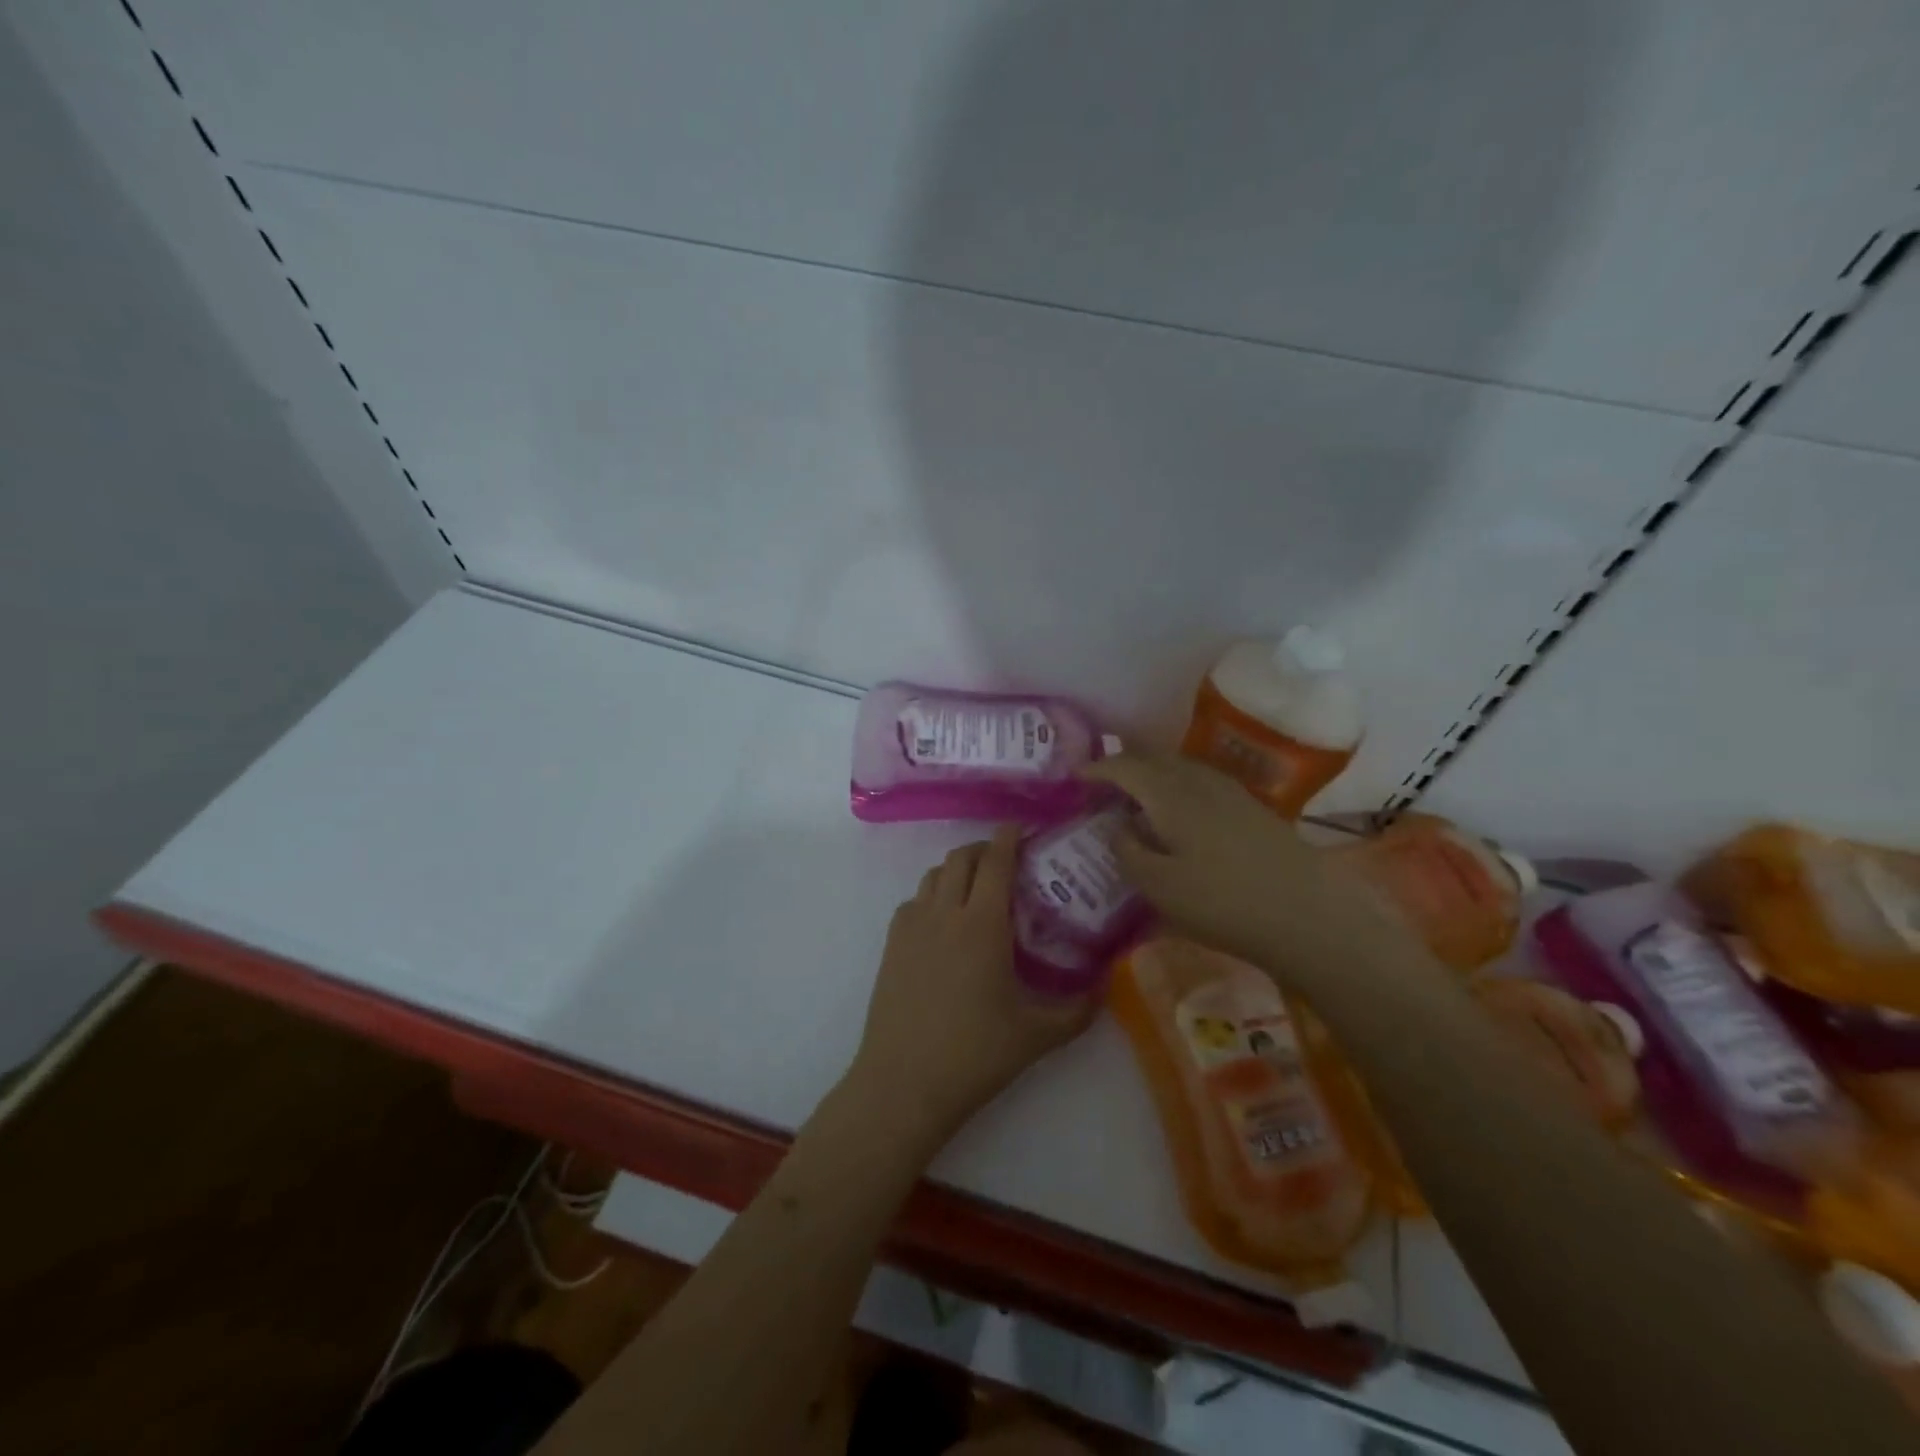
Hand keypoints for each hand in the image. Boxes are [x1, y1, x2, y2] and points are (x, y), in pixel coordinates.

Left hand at [848, 827, 1095, 1142]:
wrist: (903, 1083)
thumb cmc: (975, 1054)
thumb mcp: (1038, 1035)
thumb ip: (1080, 1009)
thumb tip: (1109, 985)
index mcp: (982, 924)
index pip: (995, 861)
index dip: (1008, 837)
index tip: (1021, 827)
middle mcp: (944, 912)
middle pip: (961, 857)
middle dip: (984, 849)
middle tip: (1007, 862)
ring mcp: (911, 926)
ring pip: (934, 876)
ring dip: (957, 870)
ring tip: (977, 891)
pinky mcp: (891, 944)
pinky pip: (914, 901)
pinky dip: (933, 896)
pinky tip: (945, 924)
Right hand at [1084, 752, 1414, 989]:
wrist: (1308, 916)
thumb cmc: (1223, 903)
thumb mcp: (1159, 887)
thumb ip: (1128, 851)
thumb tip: (1116, 825)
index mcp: (1171, 795)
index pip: (1125, 767)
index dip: (1097, 768)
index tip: (1076, 776)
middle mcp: (1200, 782)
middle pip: (1155, 757)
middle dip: (1125, 764)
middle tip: (1103, 783)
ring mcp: (1231, 792)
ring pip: (1181, 767)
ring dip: (1153, 773)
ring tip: (1137, 796)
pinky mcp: (1252, 809)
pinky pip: (1202, 782)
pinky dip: (1178, 785)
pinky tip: (1180, 812)